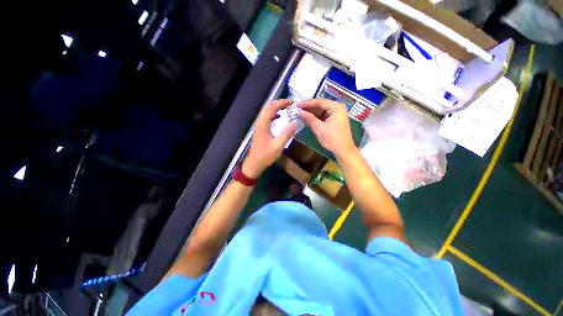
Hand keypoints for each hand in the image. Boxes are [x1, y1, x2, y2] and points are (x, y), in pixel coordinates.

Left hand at [242, 99, 296, 178]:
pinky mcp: (260, 131)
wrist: (254, 164)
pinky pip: (267, 118)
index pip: (272, 107)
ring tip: (287, 108)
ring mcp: (259, 127)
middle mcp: (260, 123)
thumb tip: (295, 122)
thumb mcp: (278, 145)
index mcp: (263, 124)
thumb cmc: (265, 156)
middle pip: (268, 107)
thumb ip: (287, 134)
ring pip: (267, 112)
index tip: (292, 102)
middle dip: (279, 103)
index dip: (282, 103)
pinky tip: (279, 117)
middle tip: (290, 104)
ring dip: (276, 108)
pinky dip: (274, 115)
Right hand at [298, 99, 355, 158]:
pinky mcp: (334, 120)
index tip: (297, 105)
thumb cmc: (333, 139)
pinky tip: (308, 118)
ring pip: (321, 111)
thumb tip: (299, 112)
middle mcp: (337, 108)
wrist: (343, 151)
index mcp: (336, 107)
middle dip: (309, 108)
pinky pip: (323, 116)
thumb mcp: (319, 128)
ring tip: (301, 113)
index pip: (319, 102)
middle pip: (321, 105)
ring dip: (311, 113)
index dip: (307, 103)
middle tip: (297, 109)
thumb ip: (309, 119)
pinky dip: (316, 118)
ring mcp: (337, 114)